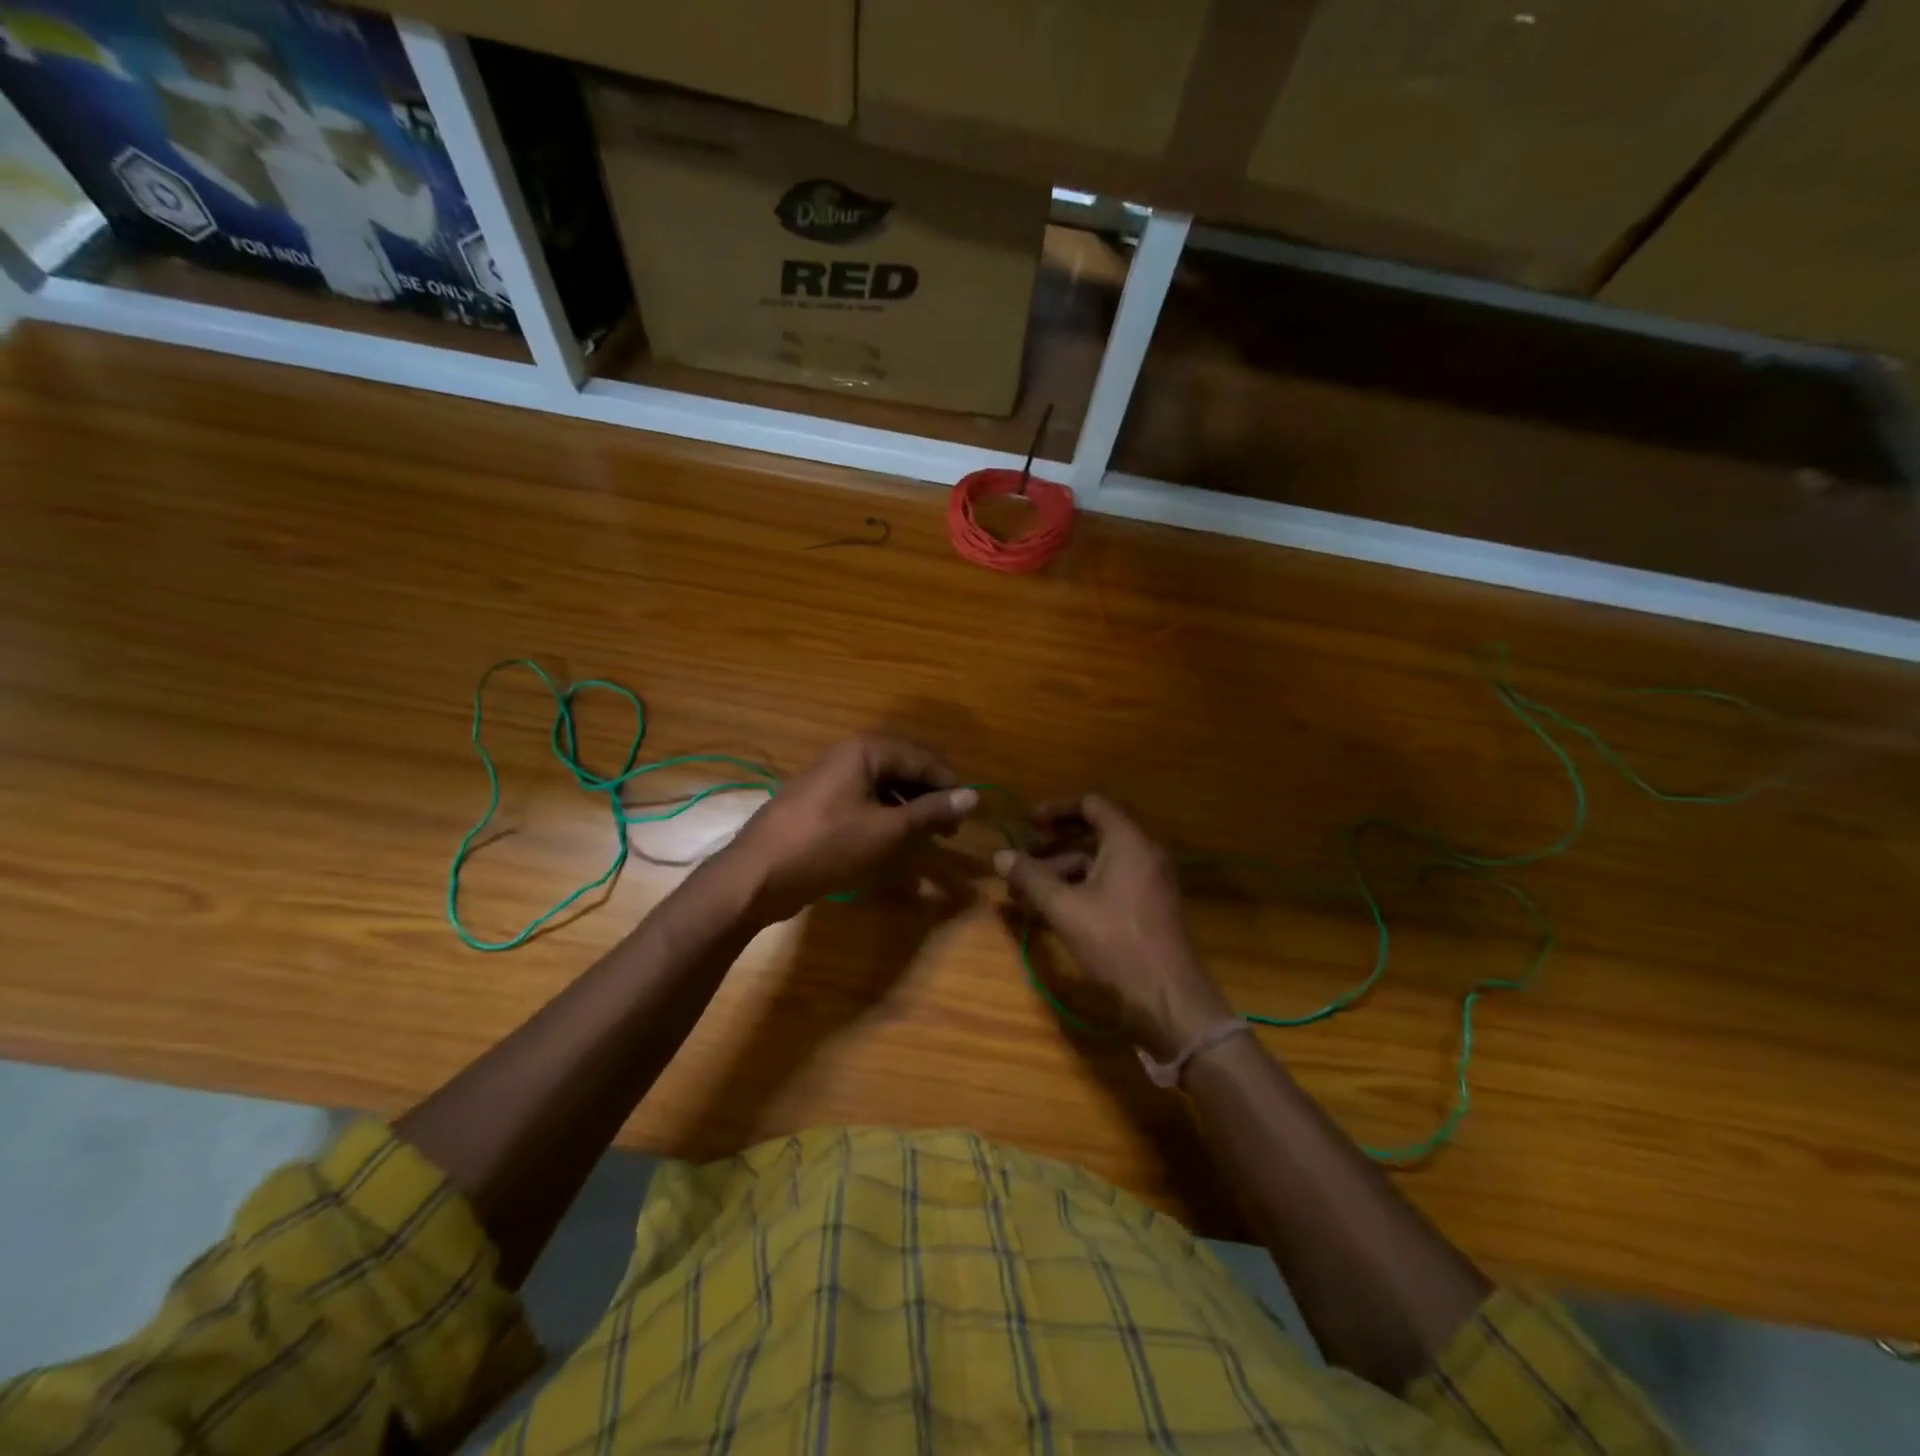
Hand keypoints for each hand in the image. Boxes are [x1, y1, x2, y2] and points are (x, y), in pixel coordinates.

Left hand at [720, 735, 976, 923]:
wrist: (756, 876)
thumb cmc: (826, 846)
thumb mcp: (886, 831)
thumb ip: (931, 811)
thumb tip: (973, 796)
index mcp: (865, 751)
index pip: (922, 757)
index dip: (949, 784)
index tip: (969, 813)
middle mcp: (847, 757)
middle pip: (902, 769)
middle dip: (929, 797)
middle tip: (949, 830)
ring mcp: (830, 780)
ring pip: (883, 788)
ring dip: (908, 810)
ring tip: (926, 838)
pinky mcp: (819, 805)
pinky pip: (863, 802)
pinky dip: (884, 819)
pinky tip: (893, 843)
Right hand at [995, 795, 1232, 1059]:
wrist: (1168, 996)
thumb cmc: (1116, 943)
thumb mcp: (1065, 908)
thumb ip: (1031, 878)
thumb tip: (999, 856)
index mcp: (1128, 841)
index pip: (1091, 804)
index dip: (1056, 809)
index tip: (1027, 823)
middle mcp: (1143, 852)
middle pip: (1093, 832)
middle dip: (1053, 844)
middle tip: (1023, 858)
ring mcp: (1148, 879)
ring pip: (1098, 861)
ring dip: (1061, 870)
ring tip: (1026, 892)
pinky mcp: (1147, 904)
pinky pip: (1109, 881)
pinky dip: (1080, 887)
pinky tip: (1051, 910)